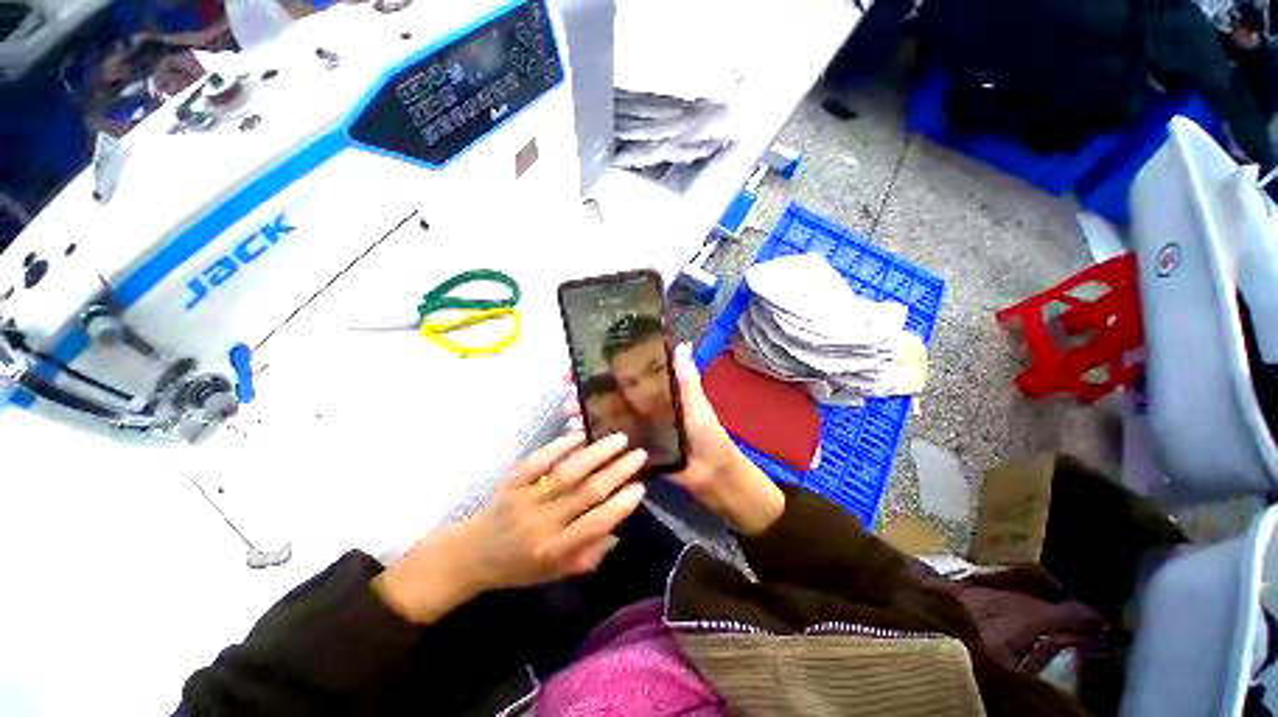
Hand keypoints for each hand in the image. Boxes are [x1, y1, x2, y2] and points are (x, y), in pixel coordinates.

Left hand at [374, 432, 646, 623]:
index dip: (621, 505)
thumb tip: (617, 531)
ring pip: (568, 471)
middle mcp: (543, 522)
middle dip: (618, 471)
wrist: (469, 555)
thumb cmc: (516, 568)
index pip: (596, 525)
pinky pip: (540, 459)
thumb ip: (587, 556)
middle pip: (587, 492)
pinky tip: (581, 434)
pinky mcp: (513, 480)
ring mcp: (526, 498)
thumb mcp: (553, 575)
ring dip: (597, 453)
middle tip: (639, 455)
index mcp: (554, 551)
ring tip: (619, 439)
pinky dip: (562, 444)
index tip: (641, 487)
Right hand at [563, 344, 783, 535]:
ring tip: (568, 412)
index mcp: (656, 394)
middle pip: (610, 395)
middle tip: (566, 385)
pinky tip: (576, 437)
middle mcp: (642, 409)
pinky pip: (610, 443)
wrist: (712, 476)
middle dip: (586, 388)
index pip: (626, 375)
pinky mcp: (633, 451)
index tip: (582, 360)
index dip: (606, 367)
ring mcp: (636, 431)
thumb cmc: (708, 436)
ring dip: (585, 413)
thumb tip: (682, 344)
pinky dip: (593, 439)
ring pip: (605, 417)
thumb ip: (688, 379)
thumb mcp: (698, 405)